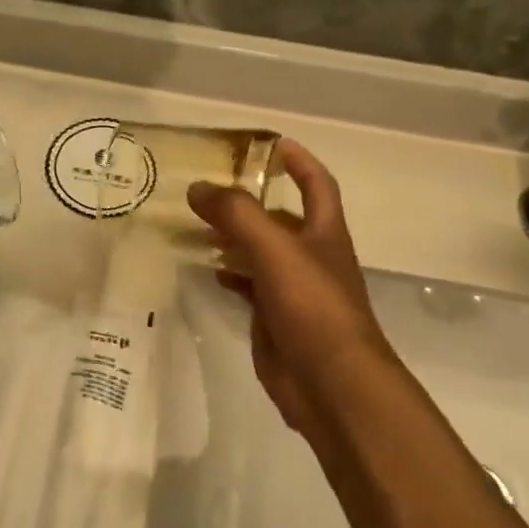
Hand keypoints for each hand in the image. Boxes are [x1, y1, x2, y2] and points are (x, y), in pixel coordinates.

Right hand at [186, 140, 398, 434]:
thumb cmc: (313, 306)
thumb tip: (198, 186)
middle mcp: (311, 256)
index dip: (300, 162)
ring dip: (234, 237)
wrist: (330, 384)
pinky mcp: (275, 319)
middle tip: (211, 189)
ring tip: (198, 225)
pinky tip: (208, 270)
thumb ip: (237, 214)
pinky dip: (230, 273)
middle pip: (281, 218)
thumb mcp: (275, 249)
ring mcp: (293, 290)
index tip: (274, 144)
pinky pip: (249, 286)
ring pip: (260, 252)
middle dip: (251, 201)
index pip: (317, 185)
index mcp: (324, 233)